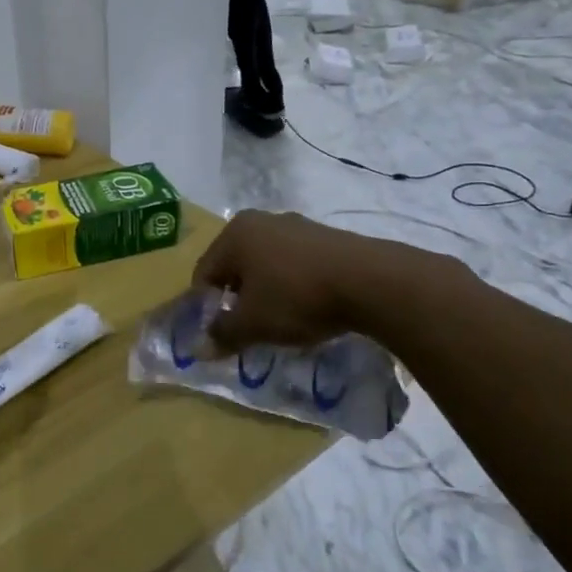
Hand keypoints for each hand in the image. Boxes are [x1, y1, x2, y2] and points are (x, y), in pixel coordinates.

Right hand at [190, 210, 453, 351]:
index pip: (204, 273)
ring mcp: (297, 225)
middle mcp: (261, 221)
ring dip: (265, 291)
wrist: (373, 282)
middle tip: (246, 327)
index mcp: (234, 234)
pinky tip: (307, 307)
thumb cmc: (297, 298)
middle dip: (236, 298)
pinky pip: (295, 264)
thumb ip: (222, 335)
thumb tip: (199, 349)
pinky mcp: (327, 237)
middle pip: (235, 266)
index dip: (204, 307)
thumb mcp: (253, 324)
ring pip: (266, 264)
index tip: (218, 333)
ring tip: (279, 320)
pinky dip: (292, 285)